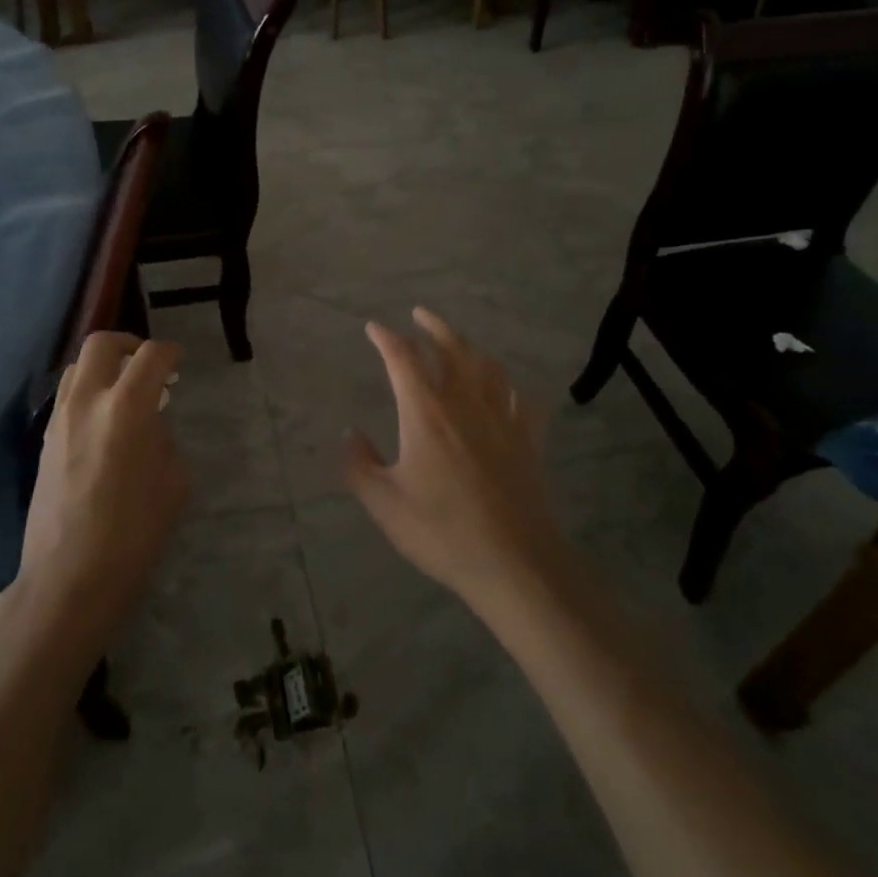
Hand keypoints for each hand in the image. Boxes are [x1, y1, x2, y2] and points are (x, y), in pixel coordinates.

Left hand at [18, 332, 188, 650]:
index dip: (170, 352)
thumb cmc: (133, 535)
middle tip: (147, 365)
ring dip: (103, 368)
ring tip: (123, 392)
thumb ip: (164, 439)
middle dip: (129, 344)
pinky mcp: (44, 441)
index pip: (151, 355)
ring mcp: (60, 420)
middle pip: (101, 343)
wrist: (68, 578)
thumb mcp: (174, 483)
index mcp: (126, 408)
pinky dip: (87, 393)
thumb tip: (150, 425)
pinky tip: (103, 422)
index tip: (178, 362)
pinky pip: (67, 397)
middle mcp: (87, 402)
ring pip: (76, 367)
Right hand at [347, 309, 566, 617]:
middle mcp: (465, 403)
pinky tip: (507, 390)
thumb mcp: (384, 503)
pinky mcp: (529, 440)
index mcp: (426, 412)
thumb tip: (348, 433)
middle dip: (433, 326)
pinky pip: (522, 400)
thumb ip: (358, 464)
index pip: (403, 358)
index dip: (386, 338)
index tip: (373, 328)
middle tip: (420, 314)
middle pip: (452, 348)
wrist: (514, 562)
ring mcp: (502, 418)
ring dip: (470, 347)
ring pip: (488, 366)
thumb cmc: (441, 531)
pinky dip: (510, 387)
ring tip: (459, 343)